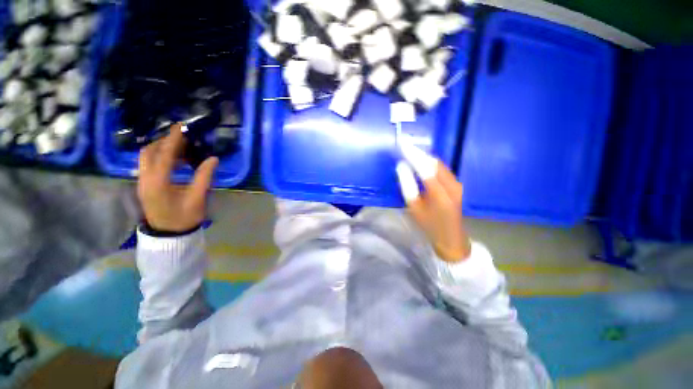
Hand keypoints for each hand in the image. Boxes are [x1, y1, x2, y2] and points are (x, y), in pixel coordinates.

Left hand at [138, 123, 218, 232]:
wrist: (169, 234)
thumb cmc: (185, 217)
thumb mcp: (197, 197)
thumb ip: (204, 176)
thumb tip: (213, 159)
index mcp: (158, 183)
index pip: (164, 155)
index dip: (173, 140)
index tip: (181, 127)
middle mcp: (145, 179)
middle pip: (148, 152)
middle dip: (163, 142)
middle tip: (182, 138)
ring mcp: (142, 182)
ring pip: (145, 158)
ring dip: (160, 149)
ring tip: (180, 148)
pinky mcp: (144, 185)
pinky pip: (148, 165)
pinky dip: (159, 157)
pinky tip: (174, 161)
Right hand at [396, 139, 470, 261]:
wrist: (451, 239)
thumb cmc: (429, 226)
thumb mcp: (414, 208)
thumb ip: (407, 185)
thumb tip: (401, 166)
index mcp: (440, 193)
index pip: (424, 167)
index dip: (412, 154)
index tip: (402, 143)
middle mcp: (452, 184)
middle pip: (434, 162)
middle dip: (418, 152)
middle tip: (404, 145)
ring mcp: (457, 184)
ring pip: (438, 164)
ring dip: (424, 157)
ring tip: (410, 150)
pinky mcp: (456, 185)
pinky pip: (441, 169)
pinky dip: (430, 163)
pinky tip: (421, 161)